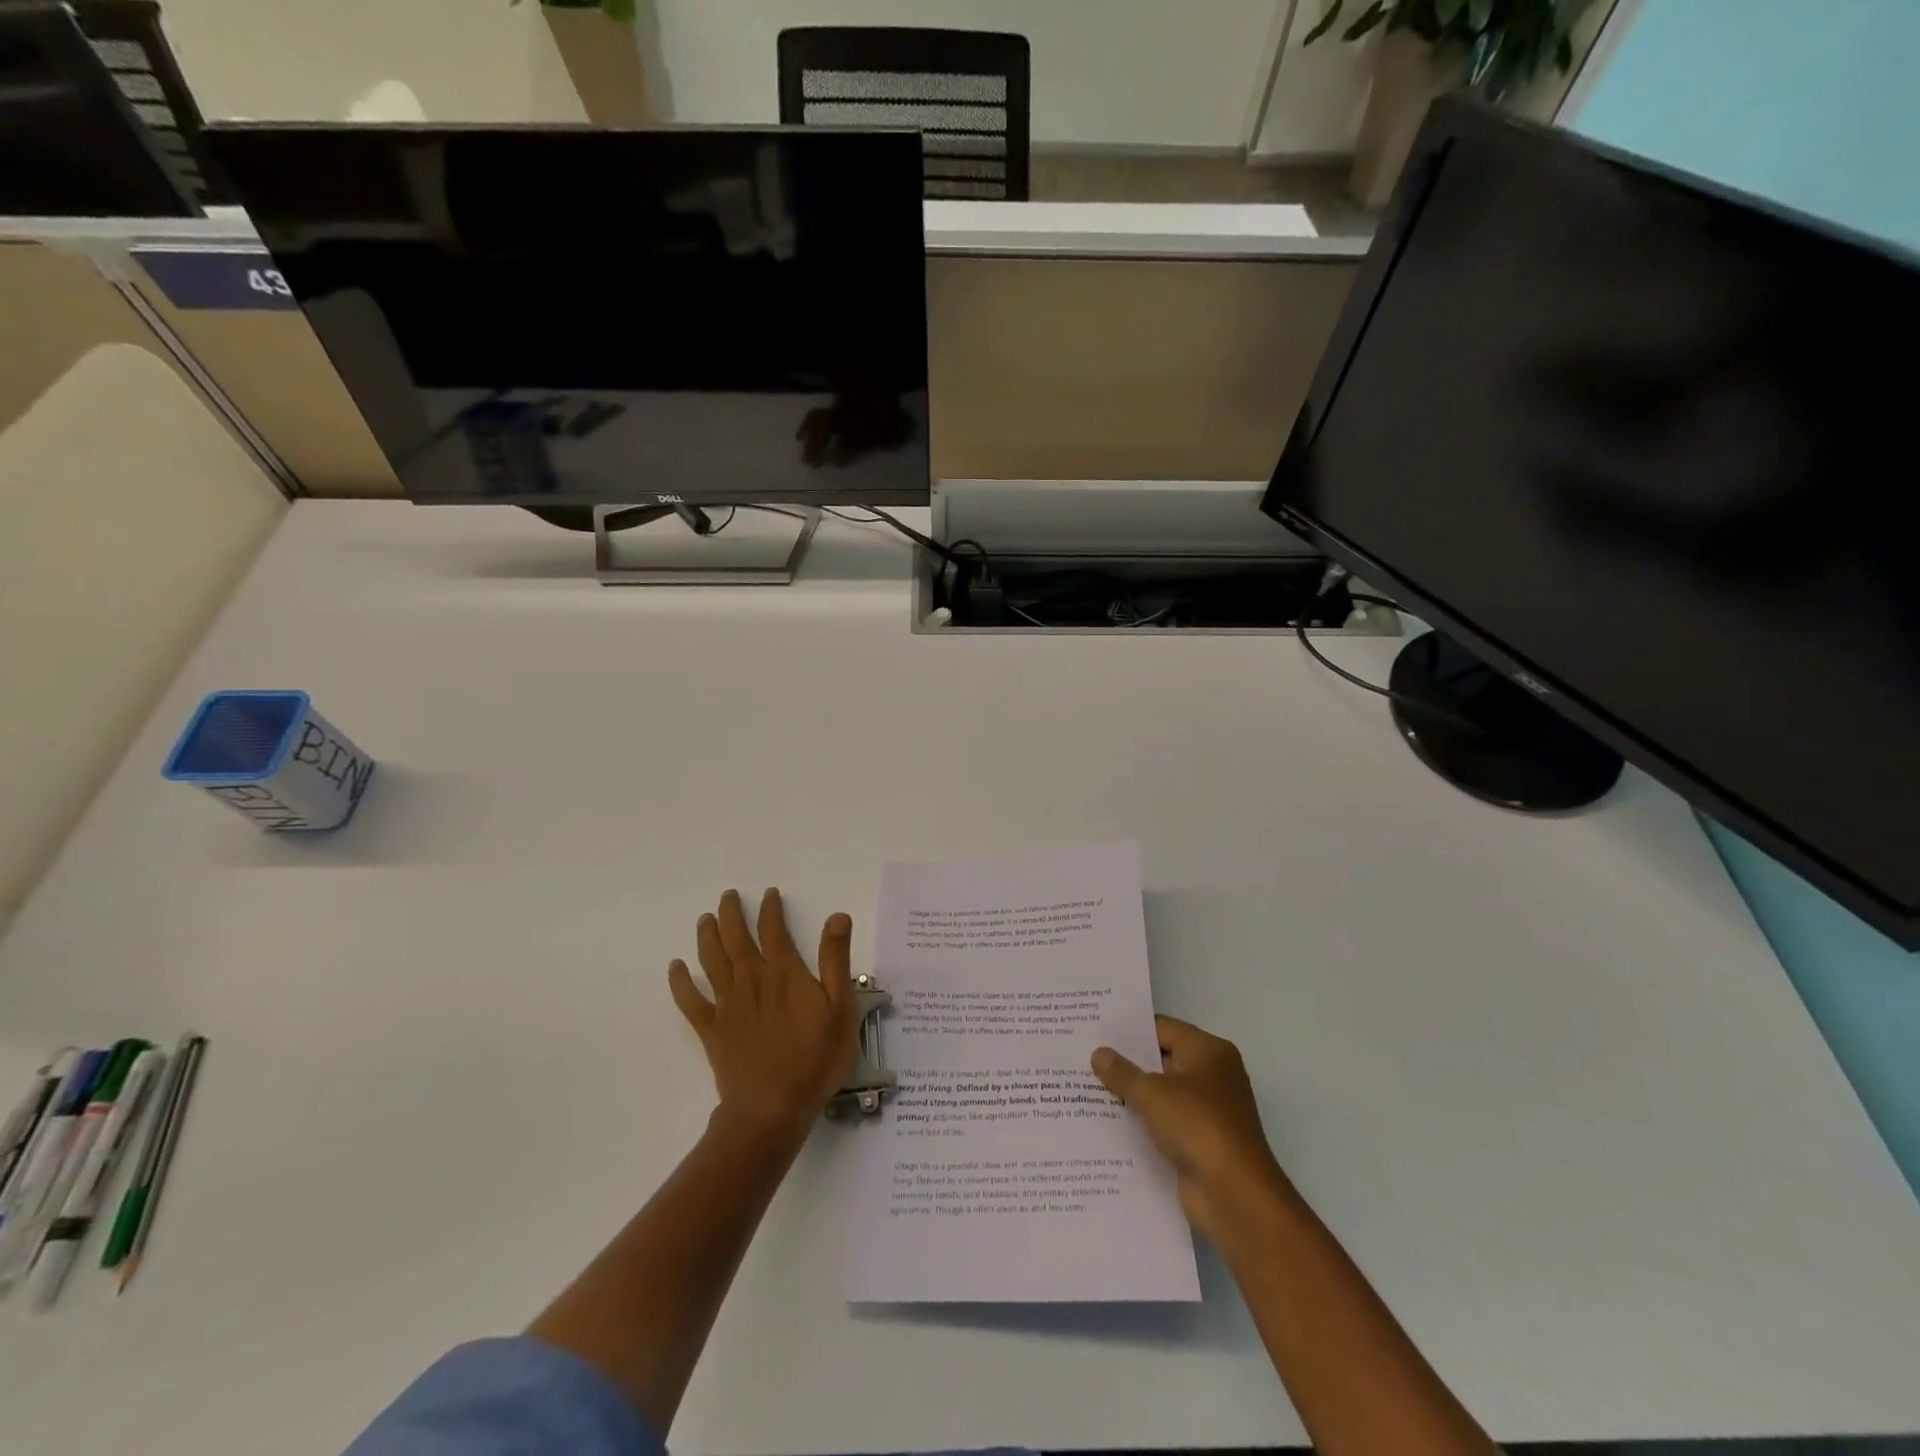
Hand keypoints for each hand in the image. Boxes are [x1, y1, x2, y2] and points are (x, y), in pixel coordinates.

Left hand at [669, 888, 860, 1136]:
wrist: (772, 1107)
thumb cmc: (815, 1058)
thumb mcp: (840, 1007)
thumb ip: (835, 960)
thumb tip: (837, 916)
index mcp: (784, 973)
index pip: (775, 930)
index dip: (771, 909)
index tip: (769, 893)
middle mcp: (752, 980)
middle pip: (736, 938)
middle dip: (732, 914)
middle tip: (728, 896)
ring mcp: (727, 1005)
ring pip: (712, 961)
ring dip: (707, 936)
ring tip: (704, 918)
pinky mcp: (711, 1030)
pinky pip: (690, 1001)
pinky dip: (680, 982)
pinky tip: (675, 967)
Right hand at [1092, 1016, 1292, 1234]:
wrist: (1234, 1196)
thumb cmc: (1197, 1126)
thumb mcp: (1152, 1093)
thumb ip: (1122, 1072)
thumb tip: (1099, 1053)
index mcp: (1209, 1051)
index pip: (1162, 1029)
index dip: (1128, 1030)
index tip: (1095, 1029)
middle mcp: (1213, 1075)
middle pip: (1162, 1060)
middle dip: (1126, 1062)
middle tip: (1085, 1056)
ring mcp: (1208, 1111)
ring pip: (1161, 1093)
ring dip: (1132, 1095)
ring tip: (1087, 1087)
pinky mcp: (1200, 1142)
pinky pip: (1164, 1122)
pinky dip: (1142, 1122)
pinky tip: (1107, 1123)